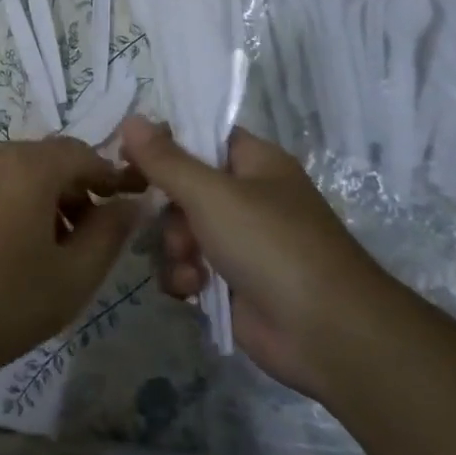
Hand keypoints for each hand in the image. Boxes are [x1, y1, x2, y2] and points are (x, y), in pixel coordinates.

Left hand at [0, 137, 145, 383]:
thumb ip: (109, 233)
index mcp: (26, 165)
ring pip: (17, 172)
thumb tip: (130, 204)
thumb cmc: (4, 303)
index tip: (126, 206)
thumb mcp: (73, 276)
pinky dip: (13, 203)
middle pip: (47, 160)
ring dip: (45, 198)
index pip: (81, 153)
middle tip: (90, 238)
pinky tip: (14, 249)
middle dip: (76, 190)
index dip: (109, 177)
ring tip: (54, 250)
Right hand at [118, 116, 394, 395]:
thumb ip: (165, 160)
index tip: (128, 156)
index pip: (200, 137)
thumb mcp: (211, 194)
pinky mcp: (232, 283)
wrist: (327, 334)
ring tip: (190, 266)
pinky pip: (189, 267)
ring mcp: (240, 242)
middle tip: (168, 222)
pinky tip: (194, 290)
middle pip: (183, 187)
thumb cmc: (272, 245)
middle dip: (169, 210)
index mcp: (255, 163)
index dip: (164, 144)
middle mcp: (248, 197)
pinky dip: (185, 277)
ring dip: (174, 248)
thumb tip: (130, 120)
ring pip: (180, 231)